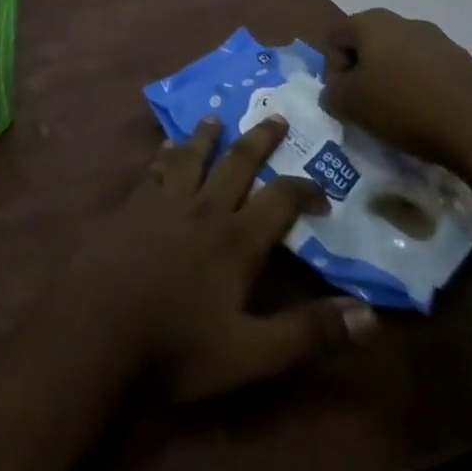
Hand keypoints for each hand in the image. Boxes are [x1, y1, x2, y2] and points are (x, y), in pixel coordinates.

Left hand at [57, 116, 374, 401]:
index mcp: (236, 239)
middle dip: (259, 140)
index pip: (279, 200)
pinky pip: (154, 167)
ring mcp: (163, 200)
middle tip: (275, 117)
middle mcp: (203, 206)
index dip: (304, 189)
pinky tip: (165, 146)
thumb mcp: (253, 353)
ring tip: (217, 118)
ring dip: (208, 136)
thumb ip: (309, 332)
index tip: (322, 189)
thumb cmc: (179, 345)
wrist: (99, 326)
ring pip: (191, 155)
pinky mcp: (132, 203)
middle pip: (236, 162)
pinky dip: (165, 153)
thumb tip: (371, 317)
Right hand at [316, 8, 471, 176]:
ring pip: (402, 59)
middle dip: (365, 74)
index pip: (335, 39)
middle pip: (369, 45)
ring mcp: (440, 41)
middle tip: (369, 107)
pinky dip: (423, 90)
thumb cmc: (403, 108)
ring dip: (395, 81)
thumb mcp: (349, 105)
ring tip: (402, 116)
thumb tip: (335, 91)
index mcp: (372, 22)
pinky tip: (430, 117)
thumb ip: (331, 93)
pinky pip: (431, 73)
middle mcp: (405, 21)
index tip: (346, 100)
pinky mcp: (466, 64)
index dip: (334, 71)